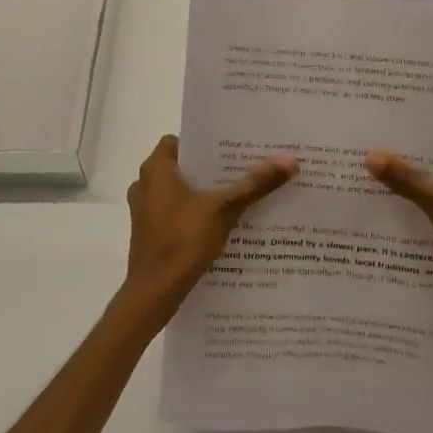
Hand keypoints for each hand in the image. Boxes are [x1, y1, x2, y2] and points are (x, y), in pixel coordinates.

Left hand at [120, 135, 297, 325]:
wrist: (155, 291)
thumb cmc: (184, 239)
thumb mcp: (225, 209)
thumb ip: (255, 184)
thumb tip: (289, 160)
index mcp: (156, 169)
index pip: (179, 141)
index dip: (204, 144)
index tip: (231, 149)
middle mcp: (144, 184)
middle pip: (181, 168)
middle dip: (209, 170)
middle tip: (242, 170)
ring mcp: (143, 211)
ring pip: (177, 192)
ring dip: (201, 194)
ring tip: (235, 196)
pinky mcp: (148, 233)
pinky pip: (173, 214)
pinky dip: (192, 214)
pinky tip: (218, 224)